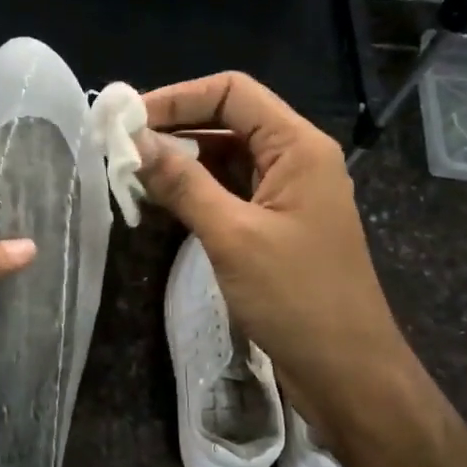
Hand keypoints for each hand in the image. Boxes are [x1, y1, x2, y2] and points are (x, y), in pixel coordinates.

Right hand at [139, 72, 404, 407]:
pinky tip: (158, 200)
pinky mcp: (274, 224)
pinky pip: (228, 190)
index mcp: (298, 146)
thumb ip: (183, 184)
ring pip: (225, 157)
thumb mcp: (232, 236)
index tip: (129, 120)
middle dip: (174, 129)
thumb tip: (135, 141)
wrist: (347, 373)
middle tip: (119, 147)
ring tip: (130, 173)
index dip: (178, 97)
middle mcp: (294, 159)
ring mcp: (284, 193)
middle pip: (227, 120)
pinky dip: (193, 190)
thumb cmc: (297, 298)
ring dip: (180, 161)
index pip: (233, 93)